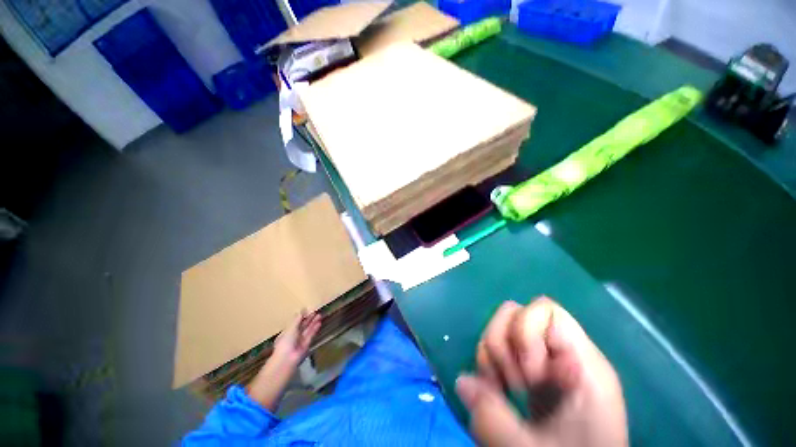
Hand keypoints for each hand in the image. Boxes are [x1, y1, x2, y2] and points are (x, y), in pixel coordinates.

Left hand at [273, 310, 321, 366]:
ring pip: (308, 330)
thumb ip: (297, 319)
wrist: (287, 359)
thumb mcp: (291, 328)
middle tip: (315, 312)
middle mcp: (293, 336)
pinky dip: (315, 329)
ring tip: (319, 315)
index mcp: (287, 332)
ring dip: (313, 323)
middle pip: (302, 326)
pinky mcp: (306, 345)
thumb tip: (302, 310)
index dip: (301, 317)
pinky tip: (319, 323)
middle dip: (308, 319)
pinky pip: (311, 335)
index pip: (295, 323)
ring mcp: (300, 341)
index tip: (307, 310)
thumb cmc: (286, 342)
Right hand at [456, 297, 627, 446]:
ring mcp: (545, 358)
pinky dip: (491, 361)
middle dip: (503, 342)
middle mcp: (564, 352)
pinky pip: (502, 345)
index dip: (525, 333)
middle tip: (512, 385)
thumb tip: (462, 380)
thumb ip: (495, 418)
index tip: (528, 380)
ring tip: (501, 389)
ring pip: (504, 325)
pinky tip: (498, 389)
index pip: (546, 310)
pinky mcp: (532, 368)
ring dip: (492, 353)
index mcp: (582, 364)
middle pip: (518, 312)